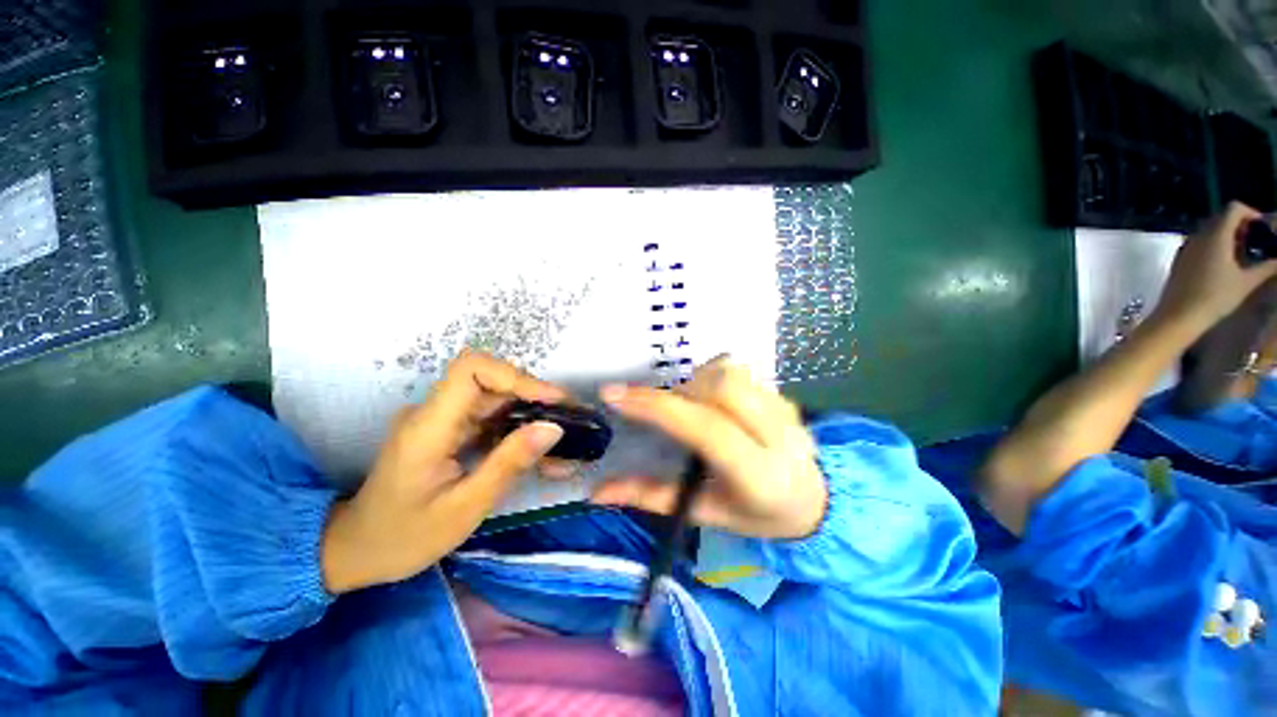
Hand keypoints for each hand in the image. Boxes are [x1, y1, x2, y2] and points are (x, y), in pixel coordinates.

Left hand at [321, 351, 566, 594]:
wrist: (357, 550)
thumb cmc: (403, 537)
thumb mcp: (464, 508)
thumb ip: (509, 463)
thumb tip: (552, 428)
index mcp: (428, 427)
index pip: (471, 369)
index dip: (515, 375)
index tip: (550, 399)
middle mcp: (433, 412)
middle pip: (491, 382)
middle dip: (535, 397)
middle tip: (569, 420)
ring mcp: (441, 419)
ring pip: (495, 398)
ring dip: (531, 412)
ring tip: (560, 438)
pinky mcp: (449, 429)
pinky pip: (490, 416)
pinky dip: (518, 426)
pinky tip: (537, 448)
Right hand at [591, 357, 826, 539]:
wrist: (813, 500)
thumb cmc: (757, 514)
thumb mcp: (707, 514)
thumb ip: (652, 498)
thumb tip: (597, 491)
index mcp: (760, 476)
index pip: (707, 429)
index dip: (658, 408)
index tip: (615, 395)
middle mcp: (779, 435)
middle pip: (722, 387)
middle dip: (680, 391)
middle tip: (663, 410)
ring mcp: (786, 409)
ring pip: (731, 371)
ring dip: (697, 381)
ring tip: (688, 406)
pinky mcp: (783, 394)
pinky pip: (740, 371)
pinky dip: (713, 378)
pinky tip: (711, 402)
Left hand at [1155, 202, 1276, 332]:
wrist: (1179, 315)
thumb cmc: (1216, 297)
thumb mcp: (1247, 281)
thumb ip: (1267, 267)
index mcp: (1216, 236)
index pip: (1233, 209)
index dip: (1250, 212)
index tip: (1262, 226)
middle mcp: (1198, 236)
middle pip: (1221, 218)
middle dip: (1240, 224)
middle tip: (1254, 240)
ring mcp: (1186, 248)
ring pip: (1209, 231)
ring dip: (1227, 235)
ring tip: (1241, 252)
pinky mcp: (1179, 259)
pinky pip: (1199, 243)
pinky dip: (1214, 245)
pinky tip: (1223, 262)